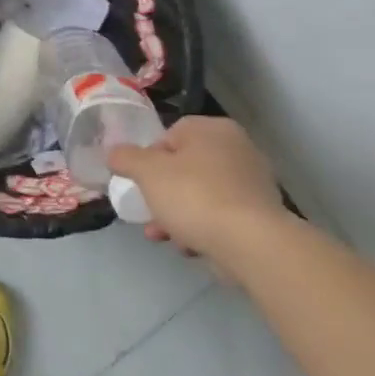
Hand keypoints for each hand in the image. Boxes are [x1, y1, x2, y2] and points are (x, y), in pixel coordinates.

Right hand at [109, 117, 288, 267]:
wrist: (251, 243)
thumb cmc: (195, 197)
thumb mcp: (147, 173)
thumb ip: (125, 158)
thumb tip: (114, 153)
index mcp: (213, 129)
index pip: (169, 135)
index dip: (148, 159)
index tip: (139, 183)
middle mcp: (237, 148)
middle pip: (184, 168)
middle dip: (161, 192)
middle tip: (147, 211)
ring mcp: (252, 182)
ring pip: (200, 194)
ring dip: (177, 214)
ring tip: (161, 235)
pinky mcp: (259, 214)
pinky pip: (219, 215)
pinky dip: (201, 227)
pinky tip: (188, 246)